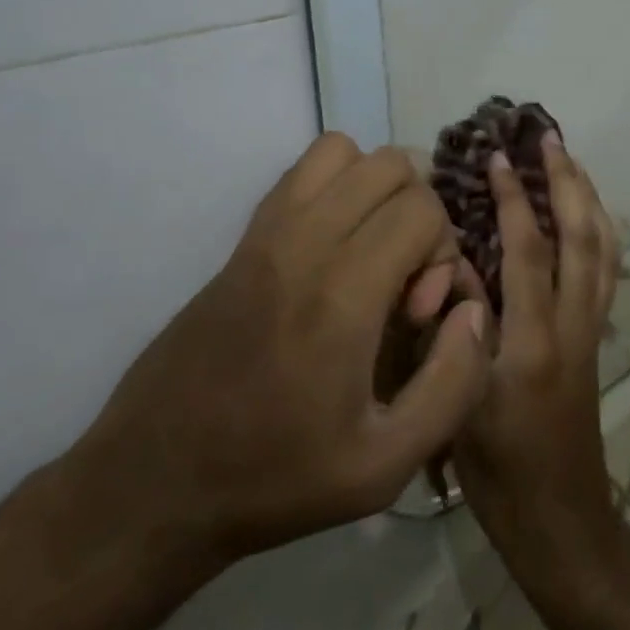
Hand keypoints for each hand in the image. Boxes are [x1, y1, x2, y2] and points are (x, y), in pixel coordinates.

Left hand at [67, 134, 492, 571]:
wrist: (156, 478)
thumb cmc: (275, 478)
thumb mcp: (385, 466)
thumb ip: (453, 384)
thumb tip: (473, 310)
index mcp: (341, 295)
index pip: (421, 208)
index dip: (441, 253)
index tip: (419, 313)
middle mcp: (303, 243)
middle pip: (390, 165)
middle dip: (419, 213)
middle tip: (401, 280)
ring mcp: (265, 232)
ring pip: (343, 150)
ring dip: (376, 189)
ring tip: (372, 252)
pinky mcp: (243, 237)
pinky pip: (301, 170)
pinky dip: (336, 185)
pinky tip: (334, 247)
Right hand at [454, 133, 620, 571]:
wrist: (559, 520)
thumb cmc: (498, 472)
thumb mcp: (460, 404)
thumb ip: (457, 329)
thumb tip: (454, 263)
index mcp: (533, 344)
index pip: (529, 253)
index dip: (515, 200)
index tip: (498, 158)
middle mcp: (574, 328)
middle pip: (583, 239)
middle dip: (568, 183)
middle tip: (549, 139)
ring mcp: (592, 332)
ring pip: (604, 250)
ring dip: (589, 199)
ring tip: (570, 162)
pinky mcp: (597, 340)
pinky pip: (606, 271)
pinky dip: (599, 232)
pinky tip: (585, 216)